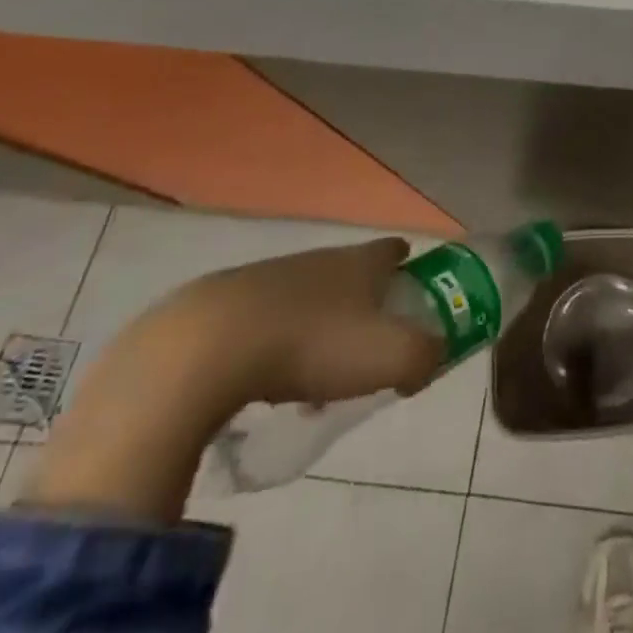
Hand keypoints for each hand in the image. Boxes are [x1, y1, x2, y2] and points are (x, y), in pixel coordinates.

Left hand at [23, 238, 440, 521]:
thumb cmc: (311, 345)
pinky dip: (271, 345)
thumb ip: (424, 357)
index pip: (392, 250)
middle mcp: (315, 260)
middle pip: (349, 273)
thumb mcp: (389, 356)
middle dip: (362, 302)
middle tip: (368, 341)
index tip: (412, 282)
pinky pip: (261, 322)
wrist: (202, 352)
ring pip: (304, 298)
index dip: (408, 264)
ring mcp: (265, 279)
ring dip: (315, 327)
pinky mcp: (219, 306)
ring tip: (314, 376)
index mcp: (358, 262)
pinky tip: (264, 382)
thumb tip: (430, 359)